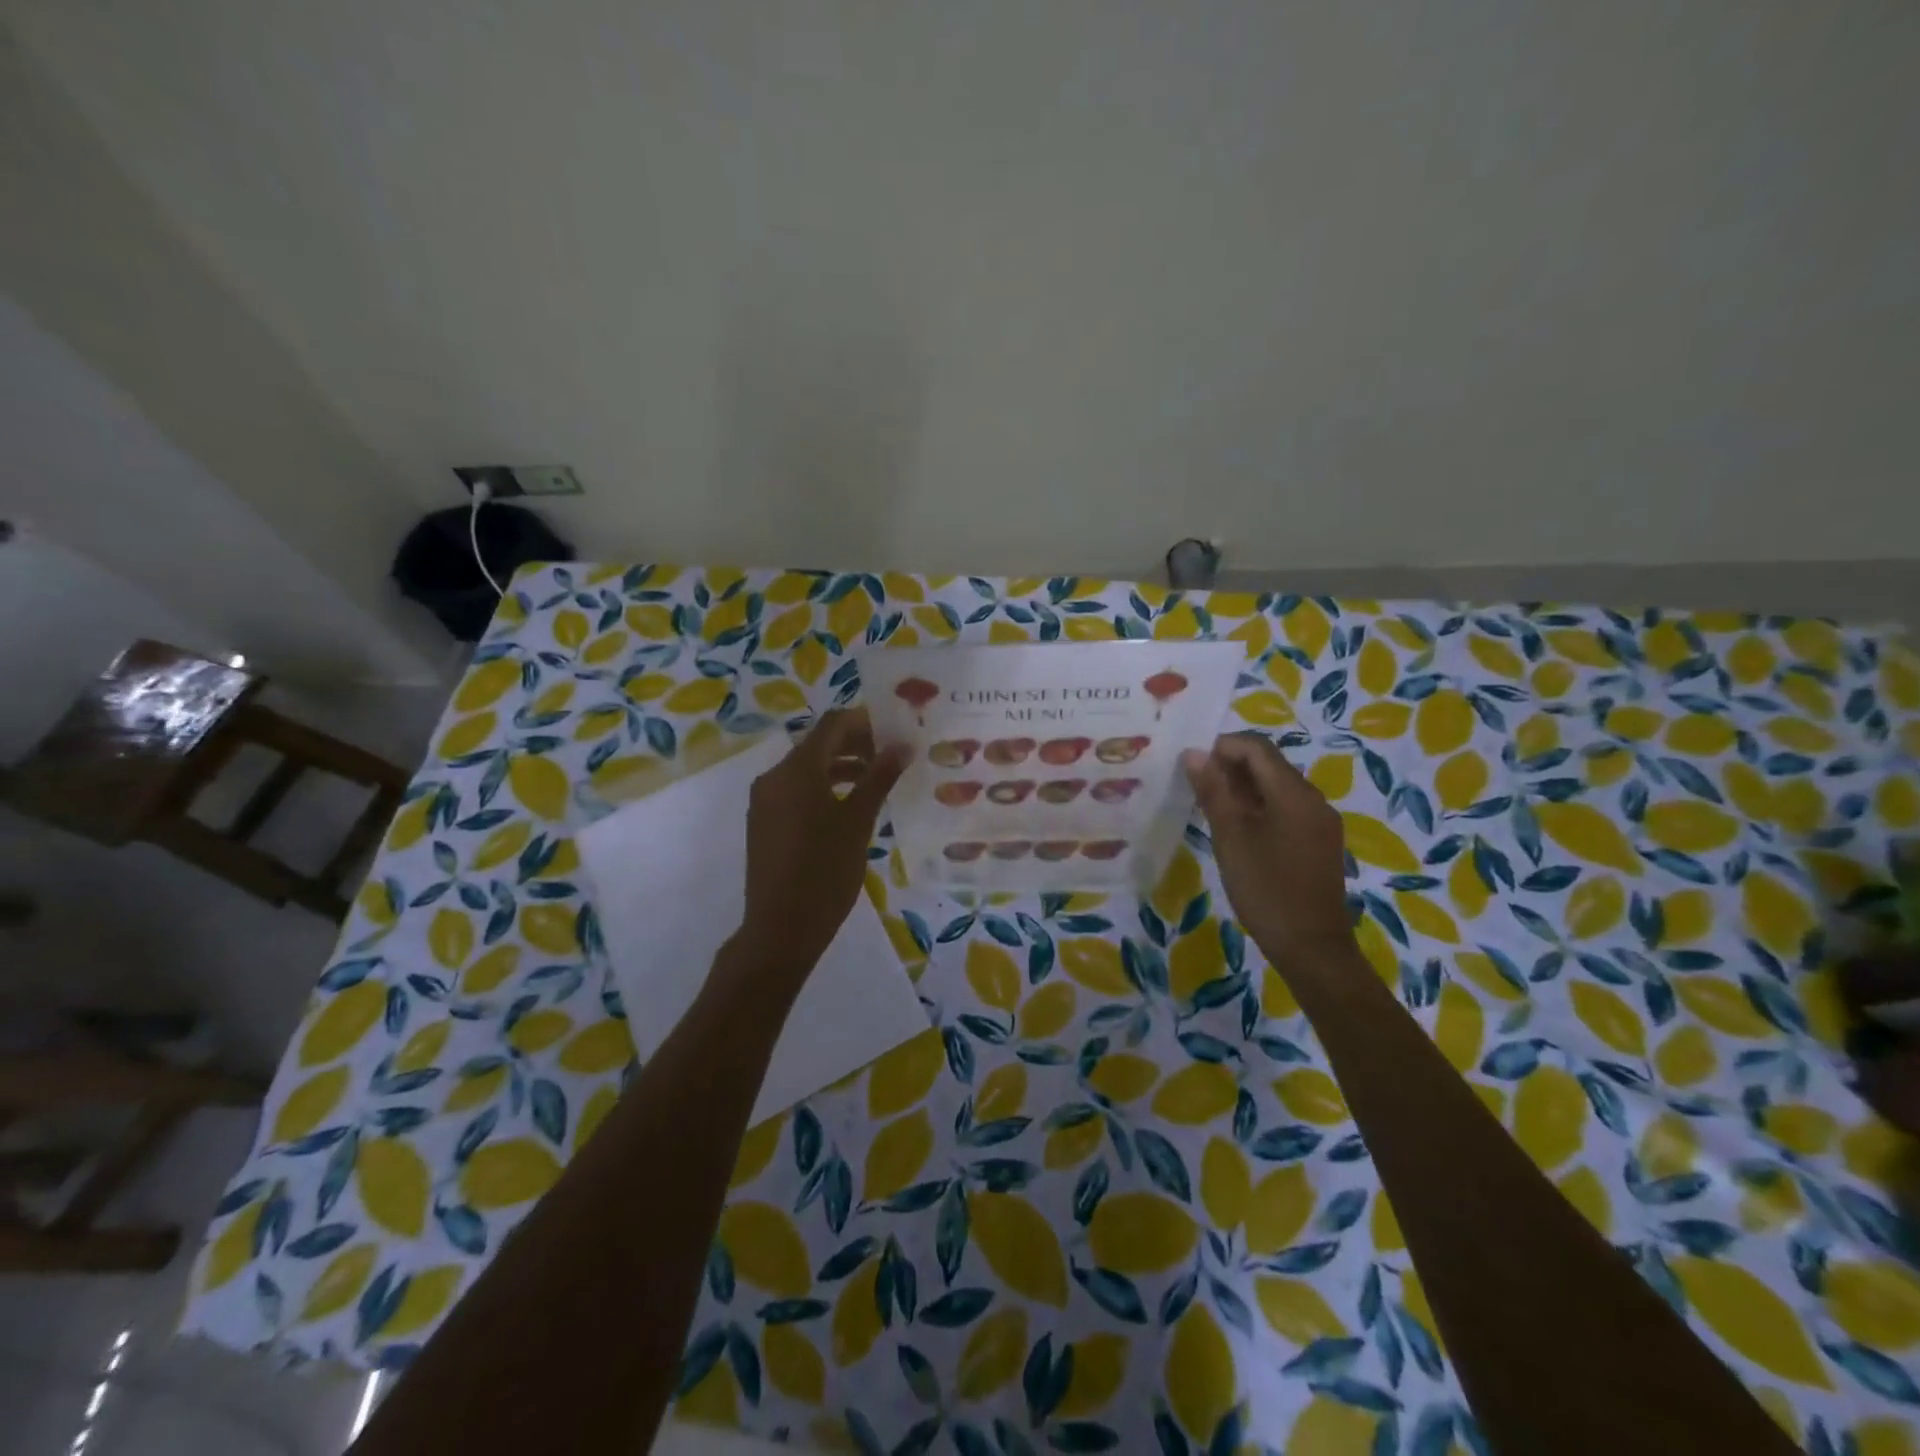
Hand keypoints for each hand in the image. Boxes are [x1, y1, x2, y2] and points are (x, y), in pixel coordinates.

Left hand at [735, 709, 908, 979]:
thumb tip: (902, 744)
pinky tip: (850, 806)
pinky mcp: (764, 822)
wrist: (780, 929)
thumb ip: (879, 778)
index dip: (865, 721)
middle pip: (818, 744)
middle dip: (856, 744)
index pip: (833, 724)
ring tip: (877, 780)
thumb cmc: (825, 872)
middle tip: (892, 756)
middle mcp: (775, 776)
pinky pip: (796, 791)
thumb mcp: (859, 822)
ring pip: (807, 769)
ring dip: (841, 767)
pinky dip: (823, 787)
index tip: (896, 731)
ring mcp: (765, 800)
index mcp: (797, 770)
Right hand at [1182, 733, 1353, 969]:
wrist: (1311, 947)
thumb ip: (1213, 791)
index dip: (1222, 746)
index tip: (1190, 763)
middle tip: (1194, 784)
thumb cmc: (1266, 888)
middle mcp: (1313, 799)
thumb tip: (1194, 754)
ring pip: (1276, 787)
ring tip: (1209, 805)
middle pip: (1269, 764)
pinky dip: (1258, 807)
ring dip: (1242, 788)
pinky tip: (1235, 828)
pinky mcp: (1318, 842)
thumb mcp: (1231, 837)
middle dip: (1230, 766)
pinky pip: (1285, 809)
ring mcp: (1319, 822)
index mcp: (1294, 793)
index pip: (1257, 748)